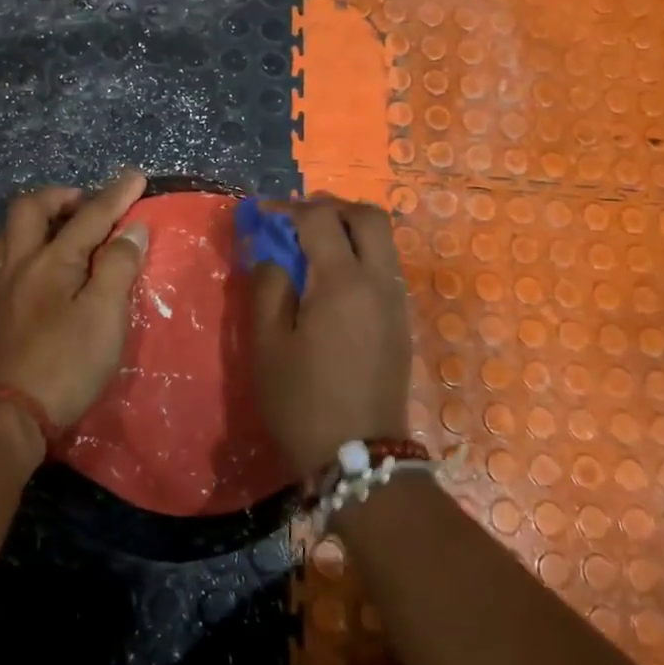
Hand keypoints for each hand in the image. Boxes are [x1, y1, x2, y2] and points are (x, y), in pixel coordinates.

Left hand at [0, 170, 150, 430]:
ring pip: (3, 237)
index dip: (116, 195)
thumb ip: (118, 267)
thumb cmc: (65, 365)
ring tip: (52, 239)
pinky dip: (14, 261)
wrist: (4, 416)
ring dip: (30, 226)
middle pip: (29, 209)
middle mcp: (16, 264)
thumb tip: (131, 228)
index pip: (90, 216)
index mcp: (51, 261)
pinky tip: (24, 282)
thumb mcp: (105, 317)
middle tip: (83, 205)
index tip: (135, 175)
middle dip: (59, 197)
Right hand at [249, 196, 412, 480]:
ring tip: (312, 246)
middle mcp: (379, 282)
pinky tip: (331, 279)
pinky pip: (385, 268)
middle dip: (331, 207)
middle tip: (297, 220)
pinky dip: (360, 255)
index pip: (320, 219)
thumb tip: (269, 252)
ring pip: (382, 241)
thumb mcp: (268, 344)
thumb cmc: (302, 401)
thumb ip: (266, 286)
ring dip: (349, 230)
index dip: (288, 208)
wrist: (361, 457)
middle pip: (367, 216)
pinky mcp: (401, 322)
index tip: (262, 215)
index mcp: (342, 282)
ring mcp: (396, 302)